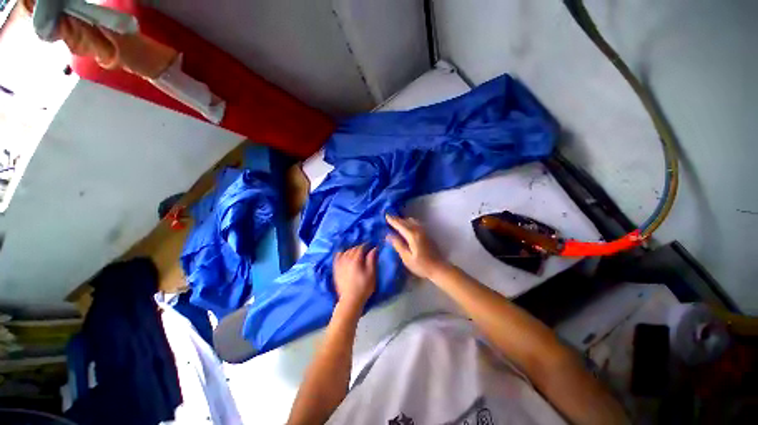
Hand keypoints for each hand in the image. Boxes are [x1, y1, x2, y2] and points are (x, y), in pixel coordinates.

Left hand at [333, 245, 376, 308]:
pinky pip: (337, 257)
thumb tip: (373, 248)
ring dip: (351, 250)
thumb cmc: (364, 287)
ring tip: (356, 253)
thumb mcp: (371, 273)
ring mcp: (340, 264)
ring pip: (345, 252)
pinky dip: (341, 254)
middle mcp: (346, 259)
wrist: (351, 299)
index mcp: (355, 260)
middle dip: (359, 248)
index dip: (366, 245)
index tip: (370, 246)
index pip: (360, 248)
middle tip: (365, 250)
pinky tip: (344, 254)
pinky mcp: (336, 269)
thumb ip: (371, 259)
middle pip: (353, 249)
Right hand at [386, 215, 446, 279]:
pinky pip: (416, 223)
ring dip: (403, 220)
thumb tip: (388, 235)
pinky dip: (409, 222)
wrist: (439, 268)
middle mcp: (419, 230)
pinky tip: (406, 227)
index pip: (400, 225)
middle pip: (406, 221)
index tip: (385, 215)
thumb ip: (398, 245)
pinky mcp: (427, 234)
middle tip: (388, 218)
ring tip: (396, 223)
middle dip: (397, 219)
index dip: (392, 220)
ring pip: (412, 221)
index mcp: (412, 235)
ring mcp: (424, 231)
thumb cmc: (421, 265)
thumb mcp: (406, 258)